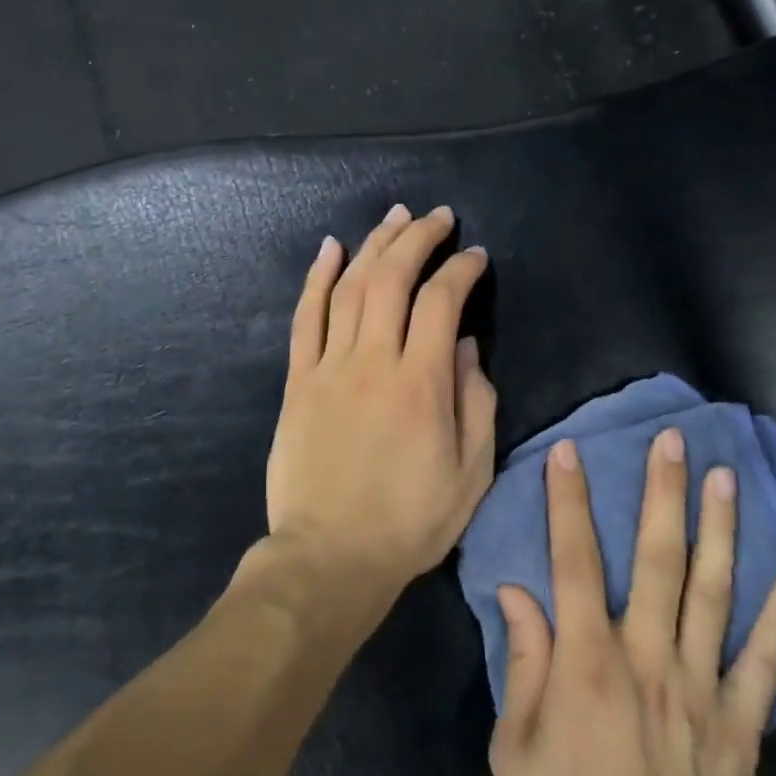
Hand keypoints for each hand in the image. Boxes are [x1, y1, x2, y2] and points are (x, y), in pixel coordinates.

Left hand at [265, 204, 496, 602]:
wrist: (329, 558)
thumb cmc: (410, 521)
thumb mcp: (470, 473)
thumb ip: (476, 402)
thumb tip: (469, 345)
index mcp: (421, 384)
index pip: (442, 302)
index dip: (461, 270)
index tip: (475, 256)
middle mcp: (373, 361)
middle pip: (392, 279)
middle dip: (418, 239)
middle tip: (437, 217)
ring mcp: (329, 367)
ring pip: (350, 287)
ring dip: (374, 245)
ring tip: (395, 217)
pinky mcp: (298, 380)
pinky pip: (306, 317)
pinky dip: (318, 277)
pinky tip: (331, 247)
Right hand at [490, 431, 775, 775]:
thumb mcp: (515, 748)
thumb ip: (522, 662)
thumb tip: (516, 591)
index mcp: (586, 662)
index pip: (574, 560)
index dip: (569, 501)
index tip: (569, 451)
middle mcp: (647, 659)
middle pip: (657, 559)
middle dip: (662, 493)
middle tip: (672, 440)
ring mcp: (700, 690)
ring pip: (713, 593)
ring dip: (720, 530)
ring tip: (726, 477)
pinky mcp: (739, 727)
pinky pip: (764, 664)